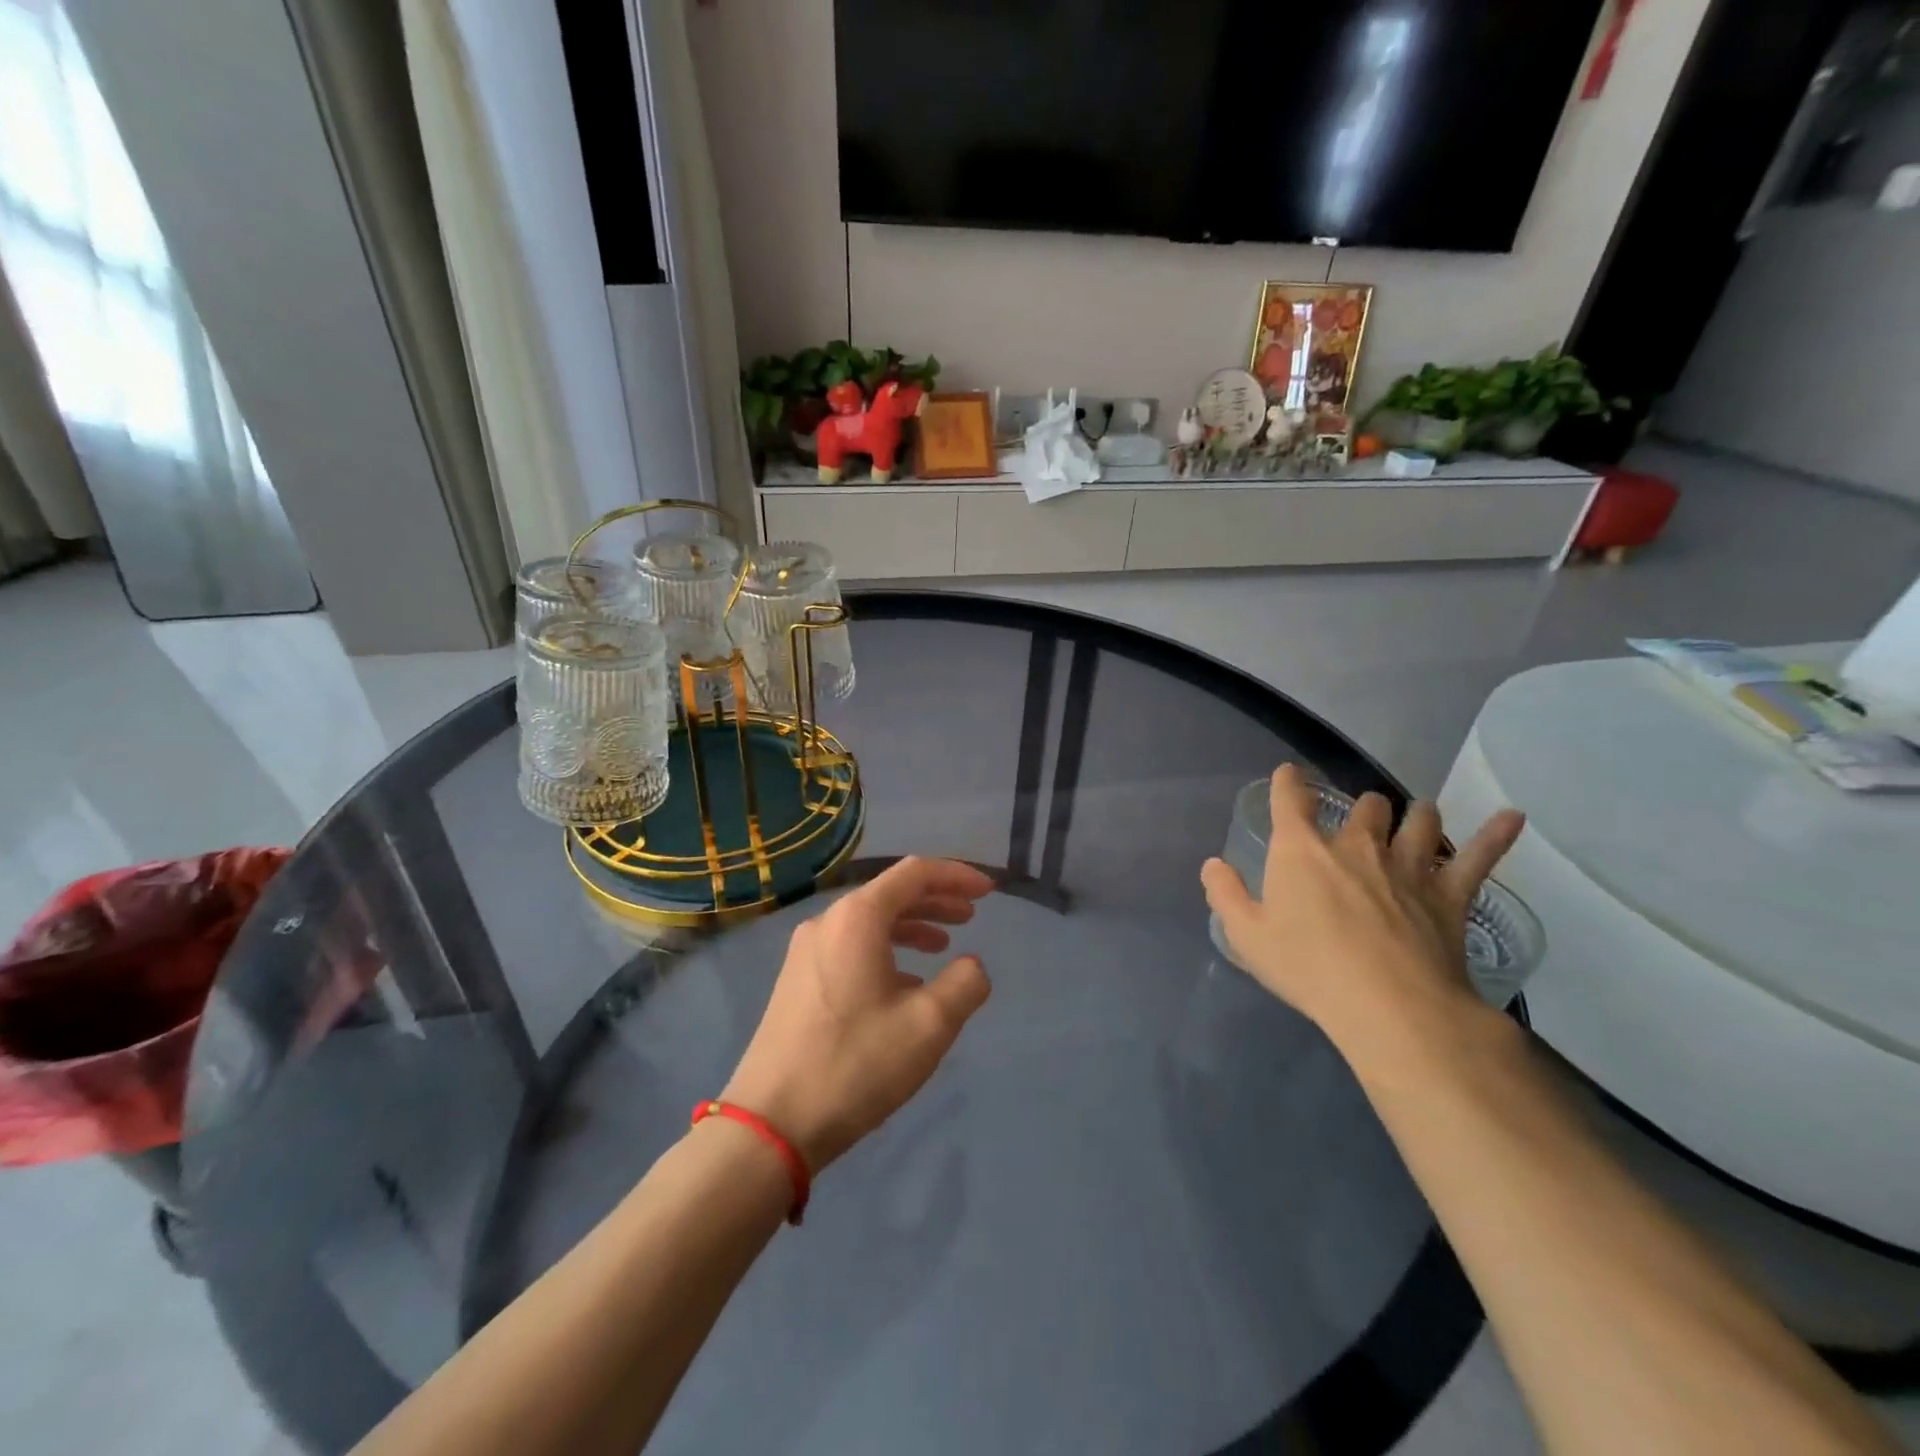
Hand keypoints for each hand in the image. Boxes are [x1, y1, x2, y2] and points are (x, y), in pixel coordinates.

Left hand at [722, 858, 995, 1172]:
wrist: (772, 1122)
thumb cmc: (856, 1063)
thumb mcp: (929, 1024)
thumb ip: (964, 984)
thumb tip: (972, 965)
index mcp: (858, 918)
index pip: (915, 873)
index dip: (956, 876)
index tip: (989, 891)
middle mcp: (828, 922)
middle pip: (891, 893)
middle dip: (936, 899)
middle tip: (972, 916)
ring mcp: (807, 951)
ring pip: (870, 922)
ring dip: (912, 925)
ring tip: (944, 945)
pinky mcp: (797, 980)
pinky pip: (851, 946)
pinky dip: (886, 950)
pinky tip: (905, 982)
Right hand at [1201, 765, 1524, 1076]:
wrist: (1389, 1007)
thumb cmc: (1308, 967)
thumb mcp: (1247, 936)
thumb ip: (1225, 895)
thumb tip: (1213, 865)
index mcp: (1302, 850)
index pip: (1292, 800)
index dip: (1290, 782)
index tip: (1290, 775)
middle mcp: (1357, 844)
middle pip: (1366, 806)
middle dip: (1362, 808)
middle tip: (1360, 821)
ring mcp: (1408, 865)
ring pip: (1419, 821)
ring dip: (1416, 815)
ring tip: (1417, 816)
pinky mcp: (1450, 894)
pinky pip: (1479, 857)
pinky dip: (1496, 834)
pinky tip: (1512, 818)